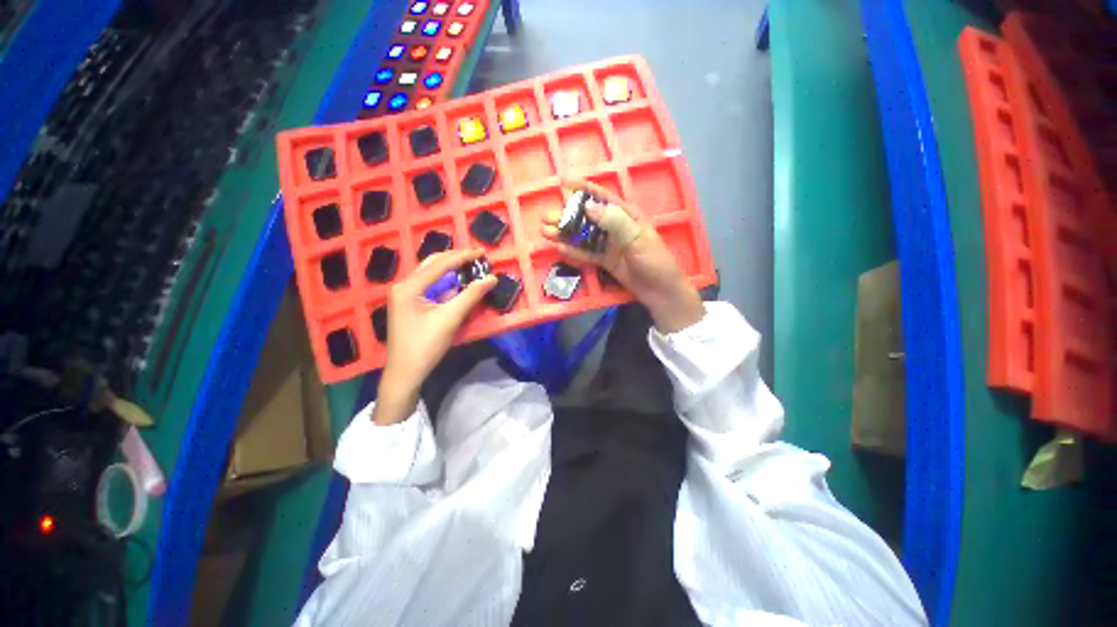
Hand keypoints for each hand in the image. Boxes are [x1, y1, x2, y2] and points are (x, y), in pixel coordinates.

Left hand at [373, 249, 496, 424]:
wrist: (405, 372)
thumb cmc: (426, 345)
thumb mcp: (451, 318)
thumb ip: (471, 295)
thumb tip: (491, 278)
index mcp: (409, 286)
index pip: (440, 264)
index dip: (463, 256)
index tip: (483, 252)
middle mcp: (404, 286)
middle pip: (432, 264)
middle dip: (455, 259)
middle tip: (477, 257)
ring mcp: (404, 295)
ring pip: (431, 275)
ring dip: (451, 270)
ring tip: (471, 266)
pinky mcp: (409, 305)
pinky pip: (430, 287)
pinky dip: (446, 283)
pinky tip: (459, 284)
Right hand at [542, 179, 704, 332]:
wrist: (660, 291)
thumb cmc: (653, 261)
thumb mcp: (635, 238)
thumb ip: (613, 221)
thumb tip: (588, 206)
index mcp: (626, 216)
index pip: (602, 197)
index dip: (583, 189)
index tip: (563, 182)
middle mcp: (615, 228)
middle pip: (587, 218)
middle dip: (566, 216)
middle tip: (545, 217)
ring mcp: (609, 245)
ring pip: (583, 236)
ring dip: (565, 233)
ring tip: (545, 232)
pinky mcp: (605, 261)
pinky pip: (587, 254)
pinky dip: (574, 251)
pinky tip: (559, 248)